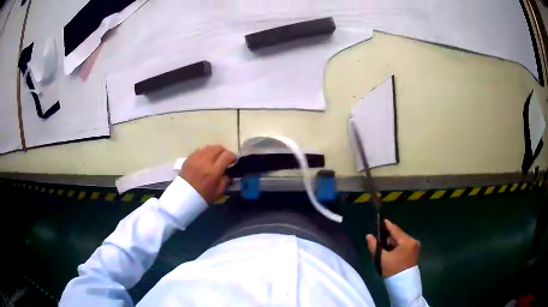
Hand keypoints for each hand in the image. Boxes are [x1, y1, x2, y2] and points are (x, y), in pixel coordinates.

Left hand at [179, 145, 236, 203]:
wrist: (183, 197)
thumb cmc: (203, 196)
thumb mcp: (219, 192)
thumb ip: (226, 180)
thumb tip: (228, 172)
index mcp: (214, 170)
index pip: (227, 155)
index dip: (233, 157)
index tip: (234, 161)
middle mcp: (205, 161)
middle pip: (218, 148)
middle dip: (224, 152)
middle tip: (225, 159)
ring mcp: (196, 158)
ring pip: (209, 147)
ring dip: (214, 151)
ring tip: (215, 158)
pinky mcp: (189, 158)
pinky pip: (199, 150)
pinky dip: (205, 153)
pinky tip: (204, 160)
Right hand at [366, 220, 420, 276]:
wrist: (403, 283)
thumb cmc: (393, 270)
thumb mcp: (381, 259)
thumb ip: (374, 246)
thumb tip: (368, 236)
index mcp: (407, 241)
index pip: (395, 230)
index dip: (387, 225)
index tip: (381, 219)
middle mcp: (413, 241)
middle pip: (398, 235)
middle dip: (388, 236)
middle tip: (378, 236)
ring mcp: (415, 246)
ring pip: (401, 240)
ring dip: (392, 242)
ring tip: (382, 245)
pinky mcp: (414, 252)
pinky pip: (404, 245)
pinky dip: (396, 246)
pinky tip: (390, 250)